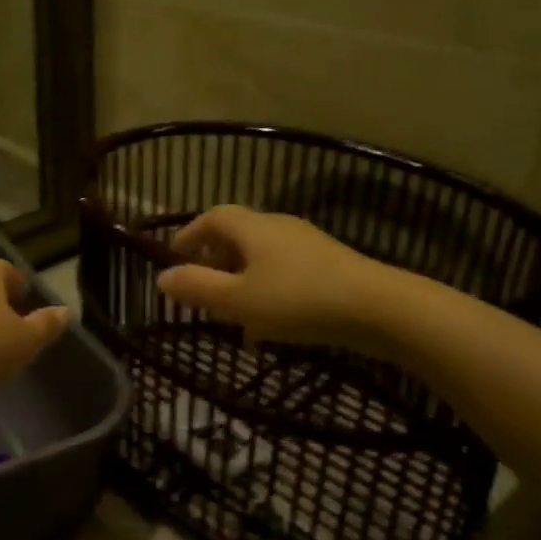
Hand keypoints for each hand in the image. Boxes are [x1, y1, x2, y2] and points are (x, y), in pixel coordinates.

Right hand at [157, 205, 384, 346]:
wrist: (378, 308)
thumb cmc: (298, 300)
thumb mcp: (238, 300)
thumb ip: (197, 288)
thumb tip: (161, 278)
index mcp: (253, 228)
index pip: (212, 217)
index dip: (190, 234)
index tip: (175, 256)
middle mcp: (279, 226)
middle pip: (238, 233)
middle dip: (214, 258)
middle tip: (201, 286)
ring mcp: (307, 244)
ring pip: (262, 254)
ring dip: (241, 276)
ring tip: (233, 310)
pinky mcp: (329, 264)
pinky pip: (284, 269)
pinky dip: (266, 287)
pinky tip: (271, 322)